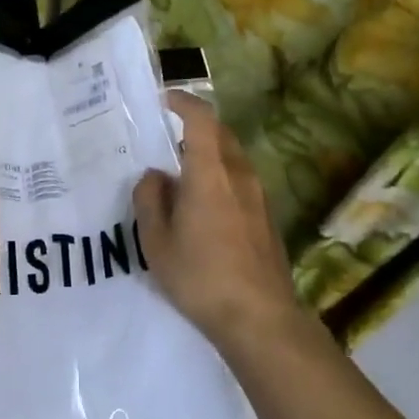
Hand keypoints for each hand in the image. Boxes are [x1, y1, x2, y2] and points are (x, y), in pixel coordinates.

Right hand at [134, 91, 309, 359]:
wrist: (261, 319)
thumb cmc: (201, 276)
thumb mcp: (157, 242)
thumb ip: (150, 200)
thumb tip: (154, 176)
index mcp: (210, 173)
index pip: (201, 119)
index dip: (184, 102)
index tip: (165, 100)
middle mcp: (239, 175)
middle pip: (221, 134)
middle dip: (196, 127)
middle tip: (168, 138)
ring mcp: (259, 197)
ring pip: (233, 158)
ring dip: (210, 154)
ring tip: (184, 175)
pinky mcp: (268, 219)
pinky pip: (241, 182)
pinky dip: (222, 177)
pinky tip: (206, 207)